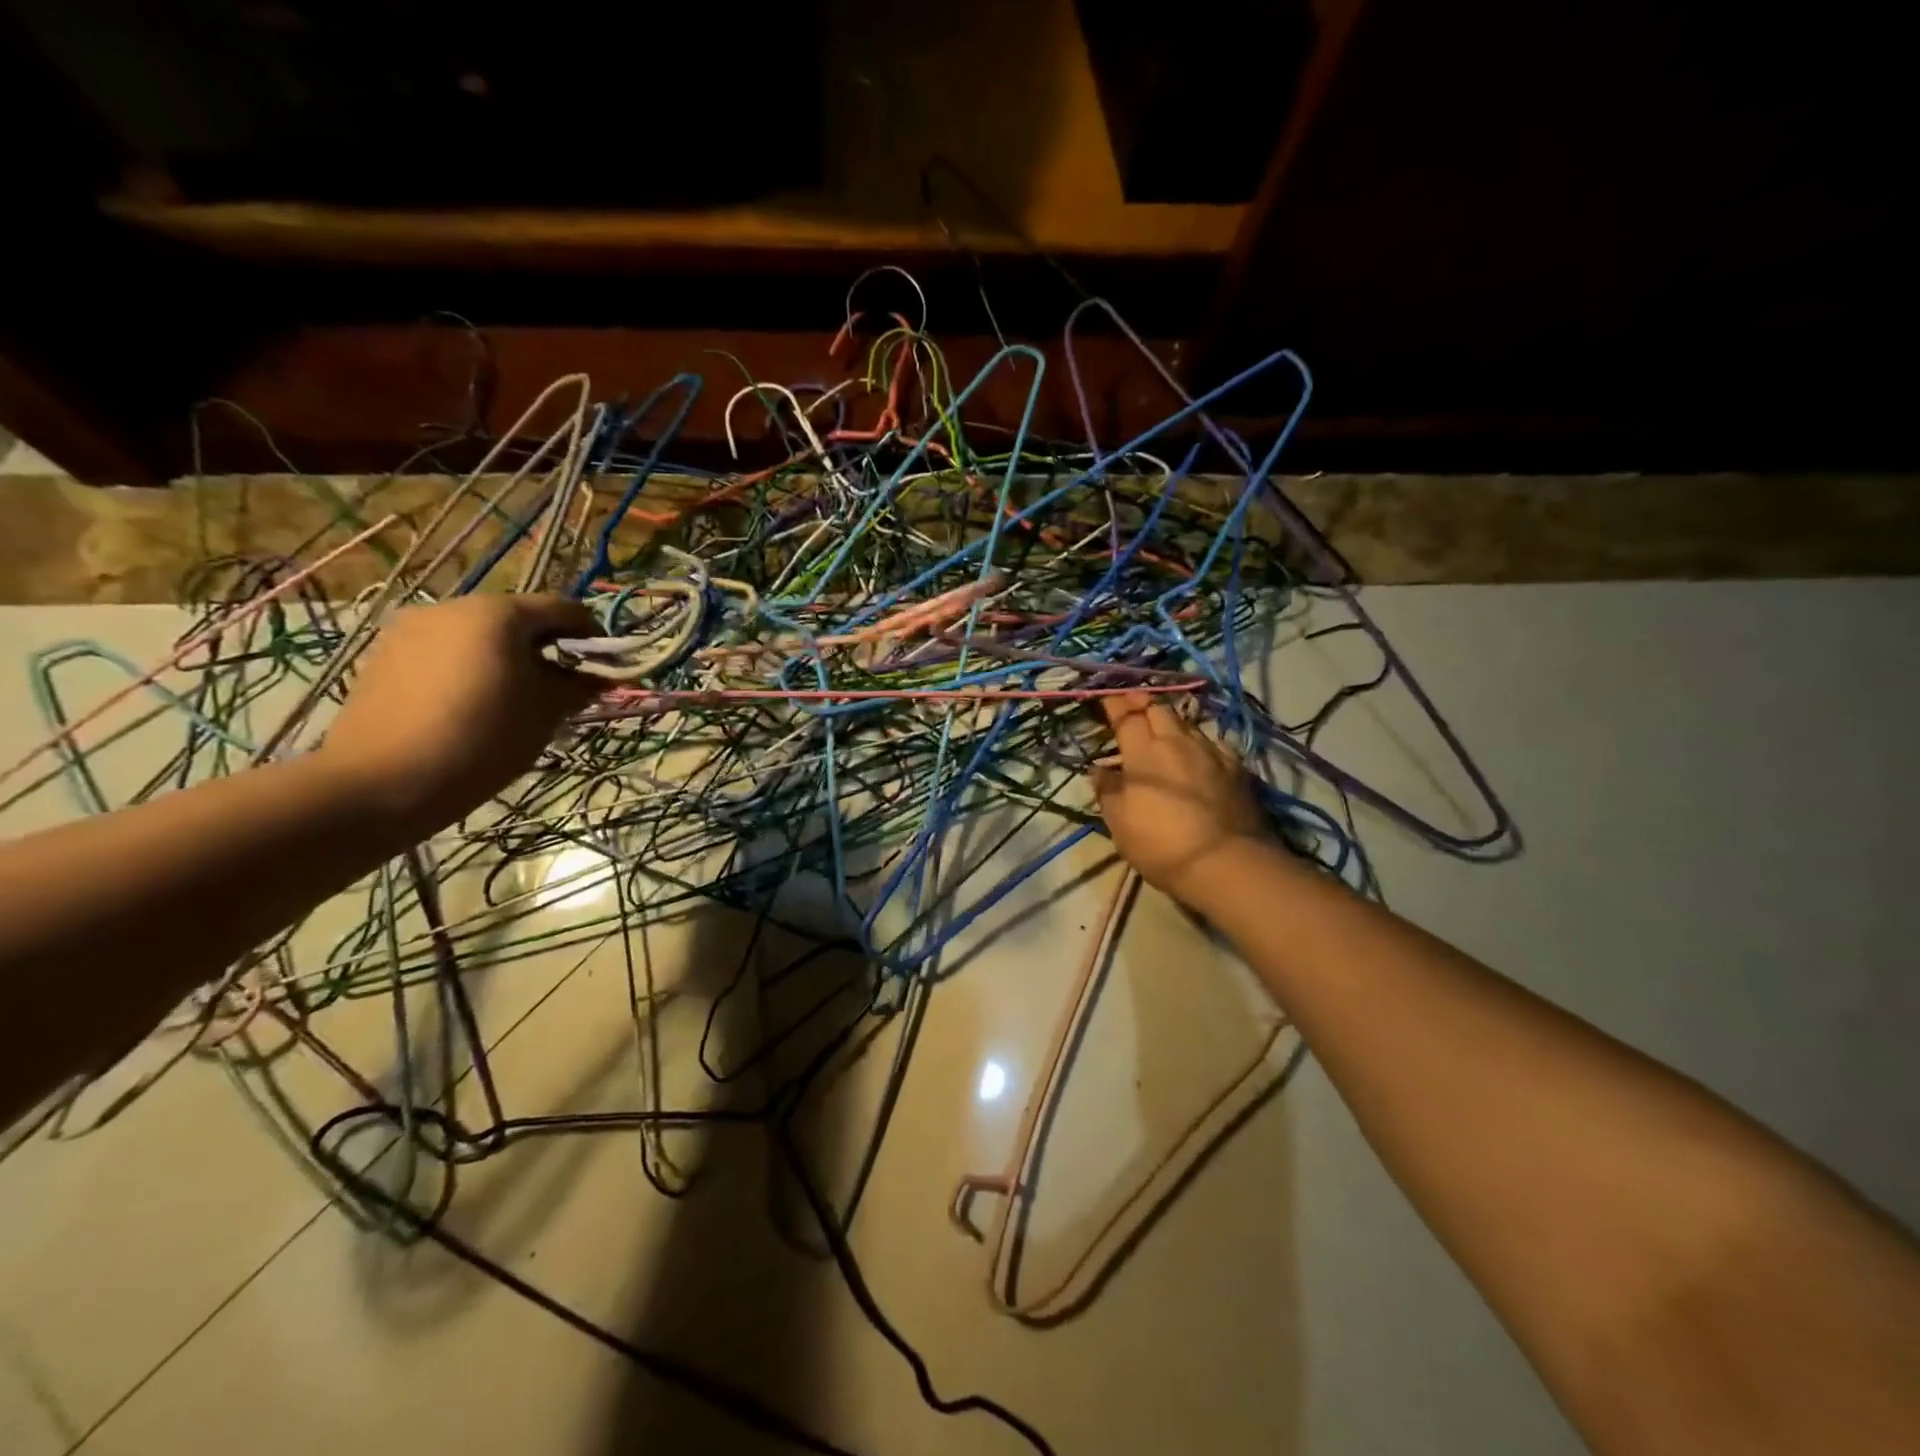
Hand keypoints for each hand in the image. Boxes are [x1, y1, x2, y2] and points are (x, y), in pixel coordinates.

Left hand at [319, 594, 599, 830]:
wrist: (382, 782)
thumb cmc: (483, 740)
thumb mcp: (547, 713)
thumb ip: (579, 686)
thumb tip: (601, 677)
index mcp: (500, 613)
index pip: (565, 609)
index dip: (592, 636)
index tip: (604, 669)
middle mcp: (454, 606)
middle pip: (519, 617)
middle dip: (547, 647)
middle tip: (561, 688)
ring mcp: (412, 628)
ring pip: (479, 634)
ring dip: (507, 657)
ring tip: (515, 698)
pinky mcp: (385, 655)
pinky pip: (445, 651)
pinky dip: (469, 667)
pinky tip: (472, 705)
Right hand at [1091, 692, 1270, 904]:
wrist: (1227, 862)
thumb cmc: (1162, 845)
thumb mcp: (1120, 824)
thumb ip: (1108, 791)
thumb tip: (1099, 769)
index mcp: (1144, 753)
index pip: (1126, 717)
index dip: (1115, 705)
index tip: (1106, 699)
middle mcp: (1177, 742)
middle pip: (1158, 710)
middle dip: (1142, 702)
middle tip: (1131, 701)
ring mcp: (1211, 752)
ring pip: (1187, 723)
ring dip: (1170, 719)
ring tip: (1163, 723)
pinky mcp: (1236, 768)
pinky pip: (1212, 742)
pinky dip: (1198, 741)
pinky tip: (1198, 750)